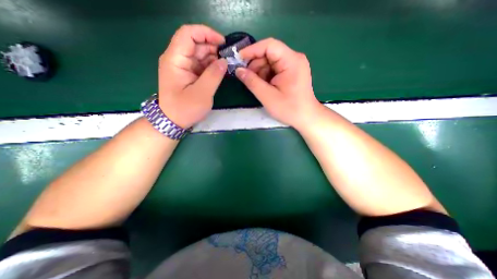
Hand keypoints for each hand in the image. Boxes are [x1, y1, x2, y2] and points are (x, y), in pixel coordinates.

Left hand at [158, 24, 227, 128]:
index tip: (223, 43)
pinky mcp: (188, 74)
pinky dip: (211, 66)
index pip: (188, 34)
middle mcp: (177, 59)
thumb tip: (224, 61)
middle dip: (213, 47)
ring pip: (199, 54)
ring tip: (226, 66)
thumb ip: (213, 76)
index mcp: (175, 59)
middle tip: (228, 58)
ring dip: (213, 57)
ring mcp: (182, 67)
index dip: (206, 33)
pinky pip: (200, 64)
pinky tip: (219, 71)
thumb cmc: (185, 109)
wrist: (173, 121)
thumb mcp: (202, 94)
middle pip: (195, 43)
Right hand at [237, 38, 322, 128]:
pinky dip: (266, 76)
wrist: (306, 117)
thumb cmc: (289, 109)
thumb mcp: (267, 96)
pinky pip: (275, 69)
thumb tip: (238, 70)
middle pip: (269, 54)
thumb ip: (252, 82)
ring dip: (260, 72)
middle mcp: (294, 58)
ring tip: (257, 85)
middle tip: (246, 78)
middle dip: (255, 65)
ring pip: (270, 62)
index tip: (238, 59)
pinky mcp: (291, 72)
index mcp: (291, 61)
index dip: (252, 50)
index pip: (269, 45)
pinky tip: (264, 87)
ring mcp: (293, 65)